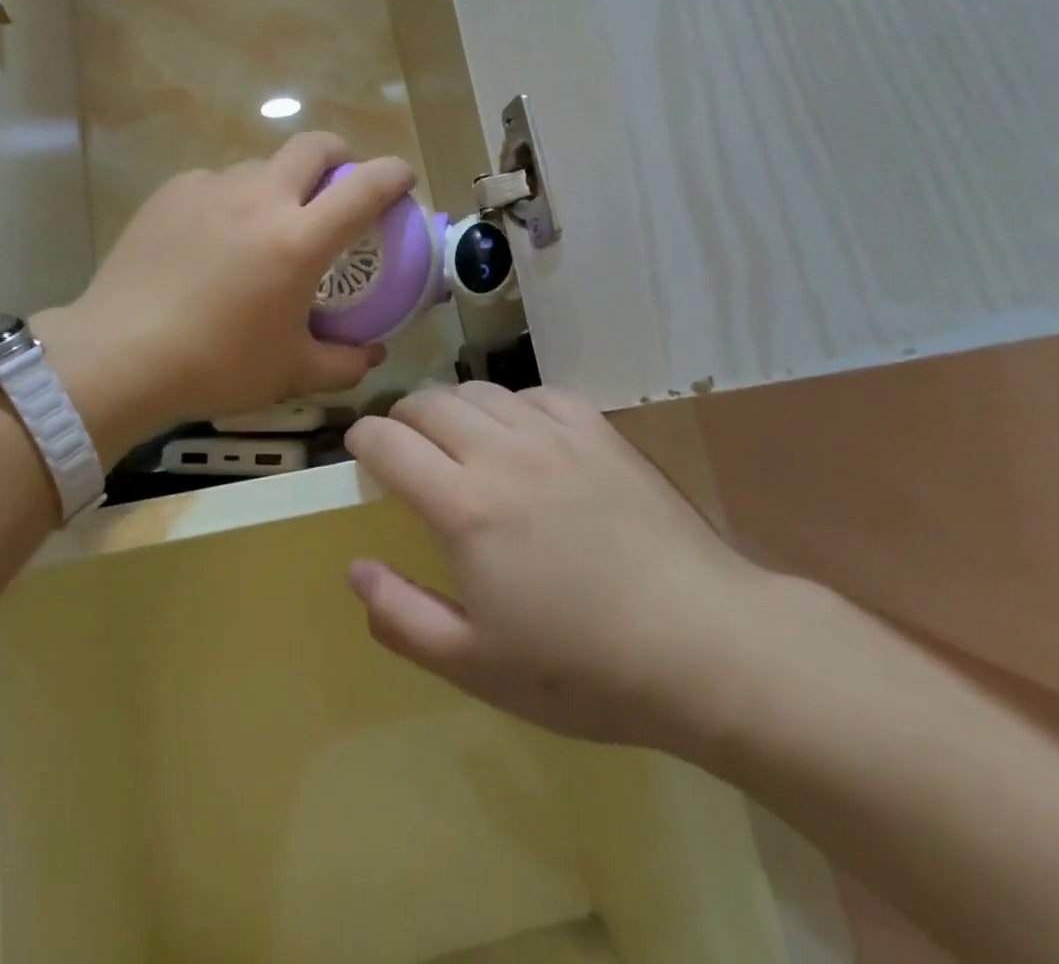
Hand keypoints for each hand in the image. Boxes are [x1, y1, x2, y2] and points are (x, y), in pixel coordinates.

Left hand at [37, 132, 415, 454]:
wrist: (118, 357)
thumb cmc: (215, 366)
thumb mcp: (291, 373)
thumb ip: (345, 363)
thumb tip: (373, 353)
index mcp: (298, 240)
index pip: (365, 187)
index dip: (394, 174)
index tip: (402, 180)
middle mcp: (259, 199)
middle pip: (312, 146)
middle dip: (337, 156)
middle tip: (335, 189)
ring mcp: (210, 189)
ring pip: (260, 166)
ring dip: (278, 184)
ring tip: (263, 226)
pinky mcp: (170, 193)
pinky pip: (214, 183)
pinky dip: (229, 200)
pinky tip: (211, 239)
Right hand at [344, 384, 780, 762]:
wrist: (702, 643)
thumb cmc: (582, 667)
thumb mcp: (475, 664)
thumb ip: (401, 616)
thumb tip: (355, 569)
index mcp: (464, 507)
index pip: (389, 442)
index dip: (363, 438)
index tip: (360, 451)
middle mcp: (502, 453)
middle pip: (427, 403)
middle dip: (401, 418)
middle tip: (403, 447)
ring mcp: (554, 434)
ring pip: (479, 391)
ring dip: (451, 407)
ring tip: (457, 439)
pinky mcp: (597, 430)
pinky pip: (535, 393)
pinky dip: (511, 406)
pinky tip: (521, 435)